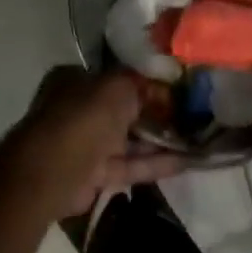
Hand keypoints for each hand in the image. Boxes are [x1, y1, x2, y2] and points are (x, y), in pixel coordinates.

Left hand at [6, 66, 183, 218]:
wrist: (54, 172)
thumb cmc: (84, 117)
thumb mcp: (117, 86)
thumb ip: (141, 83)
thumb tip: (162, 86)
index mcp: (76, 81)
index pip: (117, 78)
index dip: (147, 83)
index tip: (177, 89)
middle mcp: (79, 109)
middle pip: (124, 110)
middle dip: (156, 113)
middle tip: (193, 115)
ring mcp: (86, 143)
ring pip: (129, 140)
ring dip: (160, 140)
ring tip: (197, 138)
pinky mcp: (95, 174)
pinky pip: (130, 165)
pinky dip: (155, 163)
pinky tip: (187, 162)